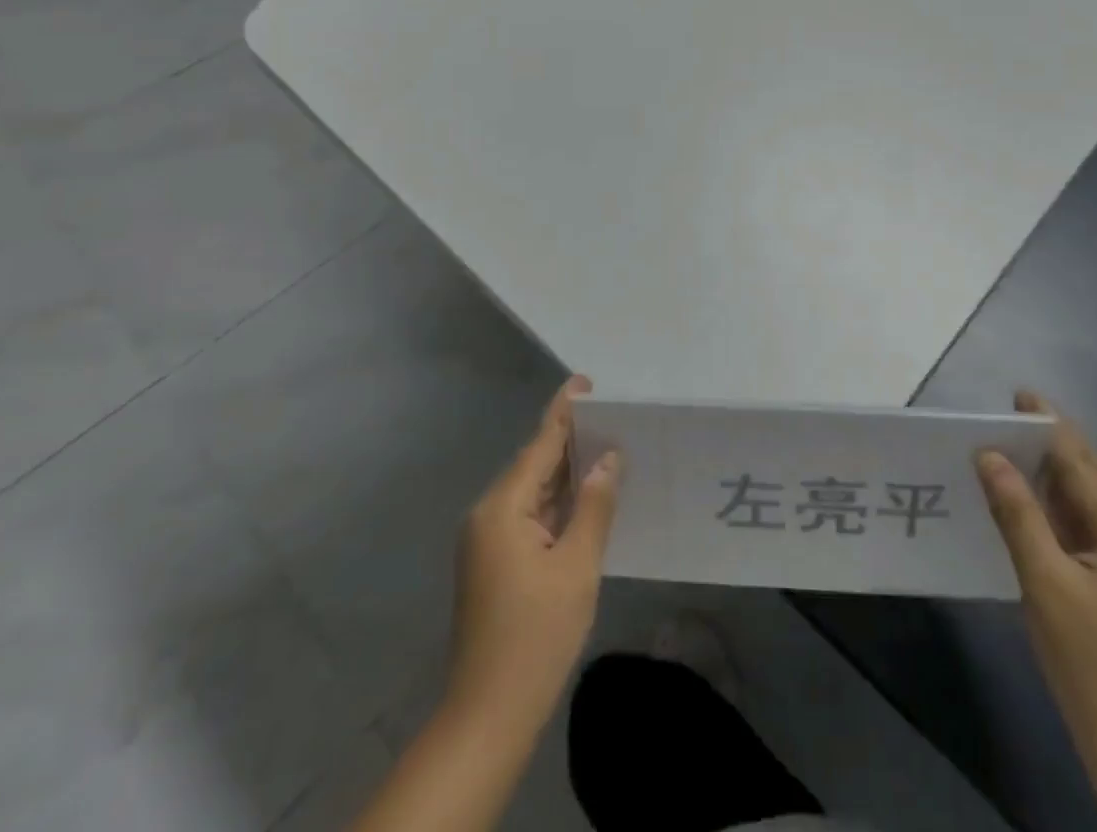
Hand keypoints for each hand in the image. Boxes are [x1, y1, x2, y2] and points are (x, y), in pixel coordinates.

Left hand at [447, 376, 619, 729]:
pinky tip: (584, 496)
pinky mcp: (493, 562)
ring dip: (564, 471)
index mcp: (502, 508)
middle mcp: (488, 514)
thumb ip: (593, 506)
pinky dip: (556, 501)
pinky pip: (528, 514)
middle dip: (569, 439)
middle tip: (609, 416)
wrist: (487, 715)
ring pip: (532, 491)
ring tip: (604, 446)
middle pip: (533, 464)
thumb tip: (607, 460)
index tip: (585, 382)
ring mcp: (487, 540)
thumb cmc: (536, 636)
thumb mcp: (576, 567)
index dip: (565, 412)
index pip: (539, 445)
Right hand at [976, 392, 1096, 765]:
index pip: (1085, 464)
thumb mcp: (1044, 583)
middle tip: (1009, 418)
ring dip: (1060, 476)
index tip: (1019, 396)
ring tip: (1016, 451)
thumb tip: (989, 455)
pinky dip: (1069, 508)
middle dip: (1054, 445)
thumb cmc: (1090, 666)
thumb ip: (1017, 512)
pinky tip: (1039, 503)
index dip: (1048, 427)